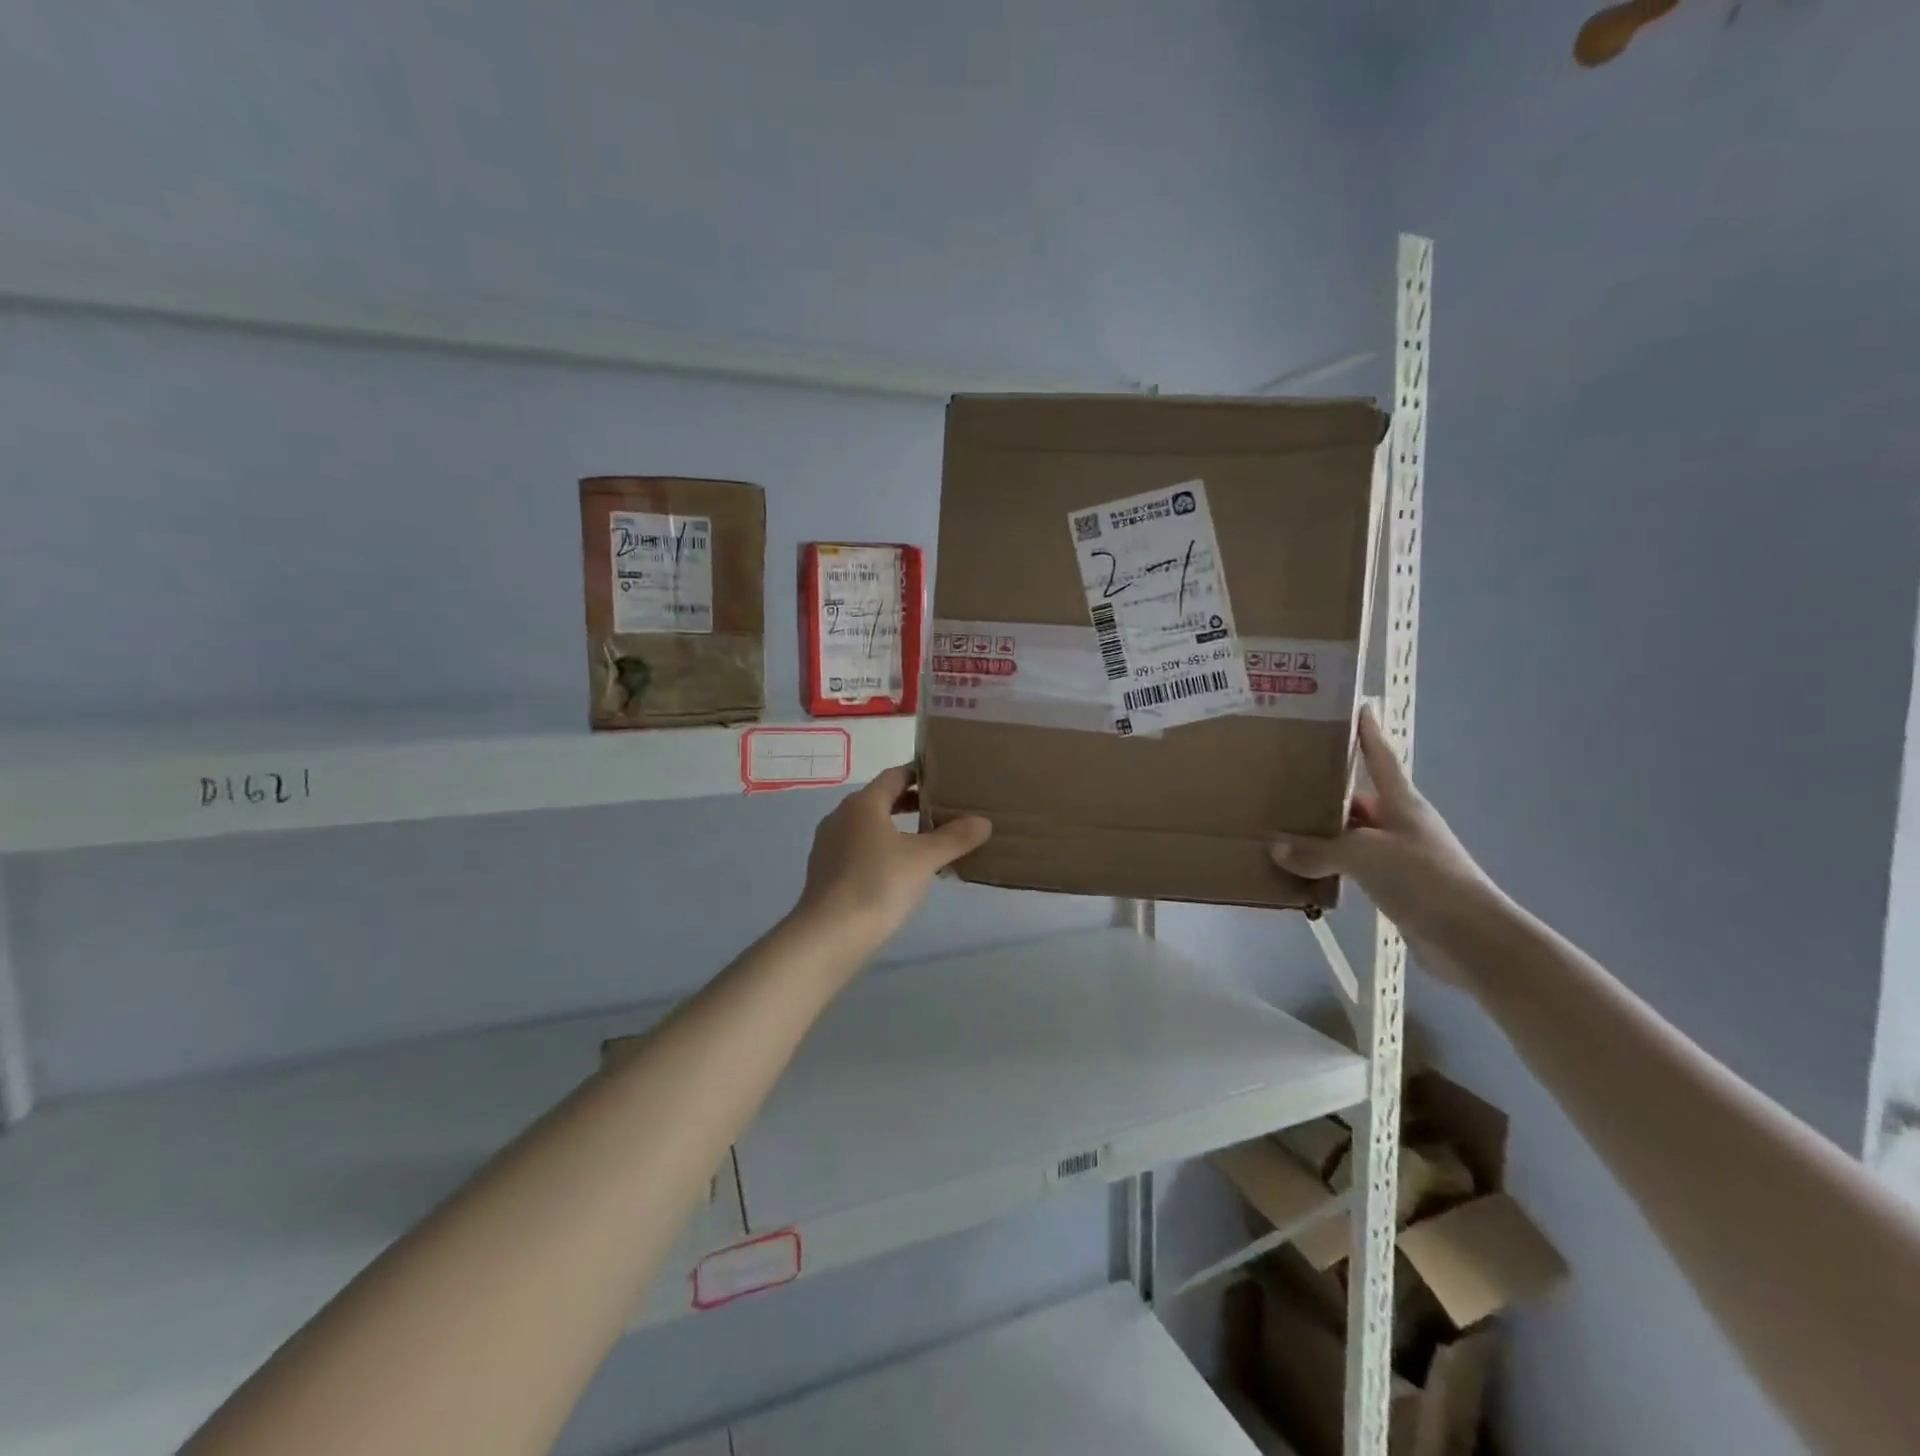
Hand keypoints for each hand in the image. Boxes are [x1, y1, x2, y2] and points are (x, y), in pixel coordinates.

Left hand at [795, 765, 991, 949]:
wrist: (829, 936)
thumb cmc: (878, 885)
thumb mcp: (924, 859)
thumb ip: (954, 838)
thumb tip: (983, 821)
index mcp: (863, 804)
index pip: (894, 776)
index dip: (919, 774)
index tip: (943, 779)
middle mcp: (841, 817)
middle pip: (880, 800)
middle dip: (911, 804)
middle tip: (943, 810)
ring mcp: (829, 846)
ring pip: (869, 827)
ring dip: (896, 829)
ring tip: (927, 842)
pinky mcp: (825, 873)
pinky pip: (859, 850)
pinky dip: (881, 851)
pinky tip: (900, 872)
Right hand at [1269, 706, 1506, 984]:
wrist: (1472, 941)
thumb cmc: (1424, 880)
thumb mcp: (1365, 856)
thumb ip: (1318, 851)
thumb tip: (1277, 848)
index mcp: (1402, 804)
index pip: (1381, 758)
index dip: (1369, 734)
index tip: (1358, 707)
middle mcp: (1400, 825)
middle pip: (1358, 800)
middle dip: (1325, 792)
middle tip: (1284, 781)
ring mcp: (1399, 859)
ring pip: (1351, 837)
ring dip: (1322, 835)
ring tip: (1280, 828)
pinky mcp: (1395, 890)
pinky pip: (1352, 870)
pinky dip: (1328, 868)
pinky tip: (1301, 872)